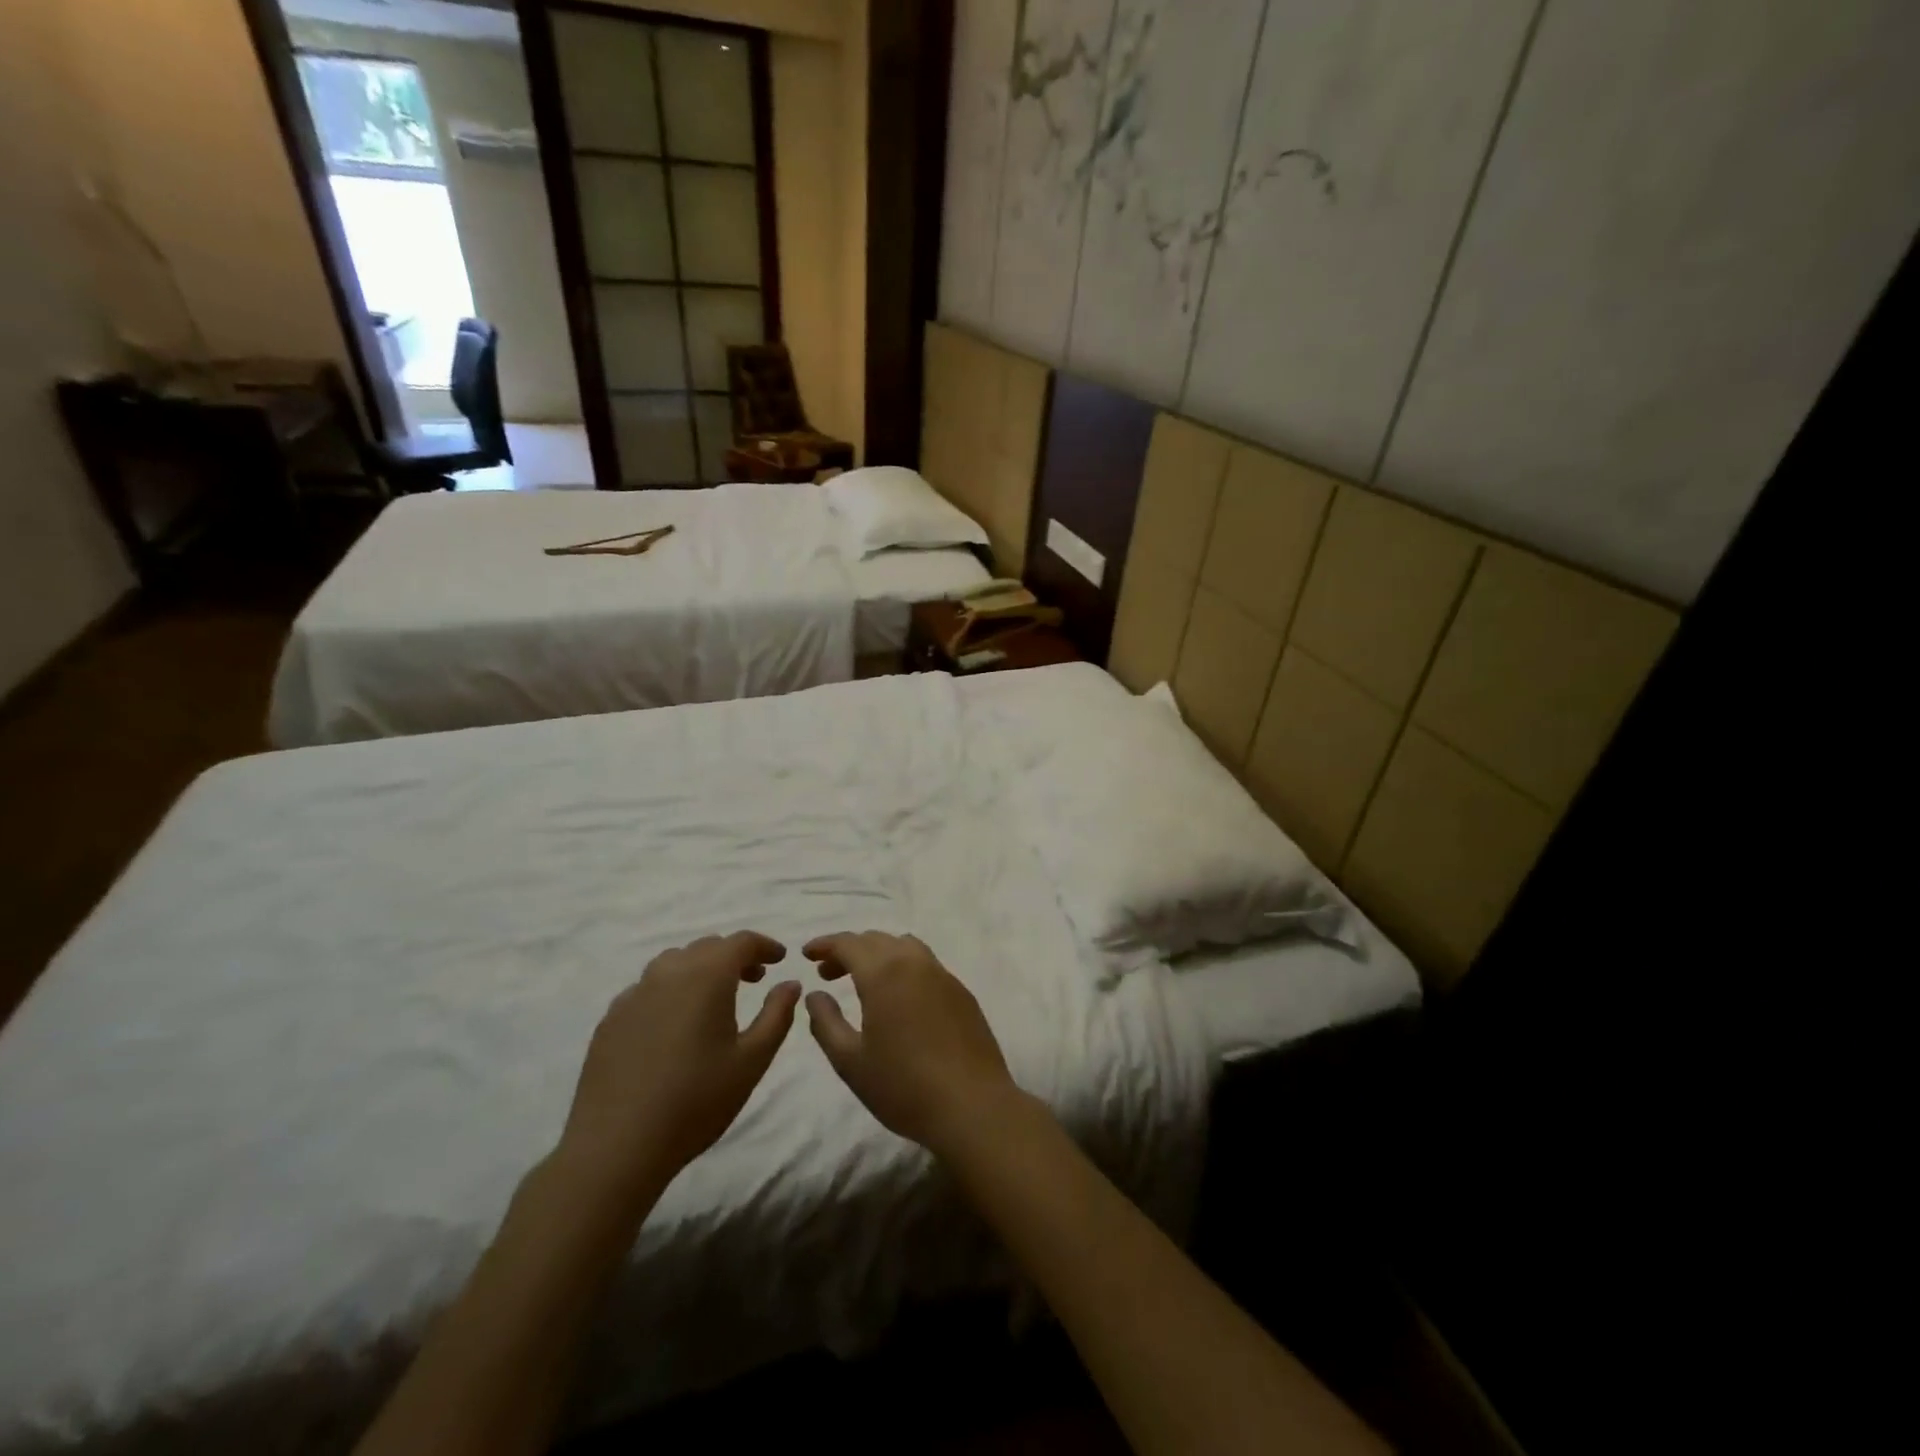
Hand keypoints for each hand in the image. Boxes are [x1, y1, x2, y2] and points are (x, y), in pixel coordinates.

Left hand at [556, 932, 800, 1211]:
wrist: (617, 1147)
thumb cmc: (696, 1101)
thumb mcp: (752, 1060)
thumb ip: (777, 1015)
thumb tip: (789, 984)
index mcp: (706, 976)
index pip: (741, 942)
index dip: (764, 945)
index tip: (780, 959)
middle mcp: (668, 973)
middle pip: (707, 947)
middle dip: (734, 956)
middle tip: (754, 979)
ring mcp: (634, 994)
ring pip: (673, 963)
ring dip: (700, 969)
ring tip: (713, 998)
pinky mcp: (610, 1019)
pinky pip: (647, 988)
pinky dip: (670, 991)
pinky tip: (674, 1025)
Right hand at [803, 931, 1019, 1152]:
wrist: (972, 1105)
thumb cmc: (903, 1086)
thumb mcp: (850, 1061)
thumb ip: (826, 1022)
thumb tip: (816, 994)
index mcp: (884, 972)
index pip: (849, 943)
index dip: (825, 944)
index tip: (807, 954)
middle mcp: (915, 962)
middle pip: (876, 940)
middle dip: (849, 950)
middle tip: (828, 973)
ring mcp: (943, 975)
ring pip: (904, 946)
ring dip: (879, 954)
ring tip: (863, 982)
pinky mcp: (962, 992)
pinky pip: (926, 964)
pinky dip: (904, 967)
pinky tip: (899, 998)